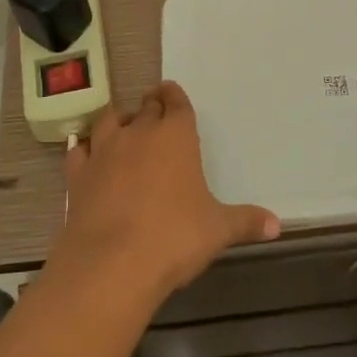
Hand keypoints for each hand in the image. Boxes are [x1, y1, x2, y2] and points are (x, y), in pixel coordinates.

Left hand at [52, 81, 279, 305]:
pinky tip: (88, 154)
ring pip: (110, 120)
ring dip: (119, 120)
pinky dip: (86, 148)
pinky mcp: (78, 175)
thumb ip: (246, 222)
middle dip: (151, 105)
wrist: (112, 263)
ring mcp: (104, 151)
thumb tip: (277, 225)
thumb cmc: (174, 238)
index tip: (171, 92)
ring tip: (124, 127)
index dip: (174, 96)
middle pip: (145, 108)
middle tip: (155, 108)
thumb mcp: (218, 230)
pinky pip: (80, 150)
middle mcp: (139, 134)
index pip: (176, 103)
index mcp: (176, 137)